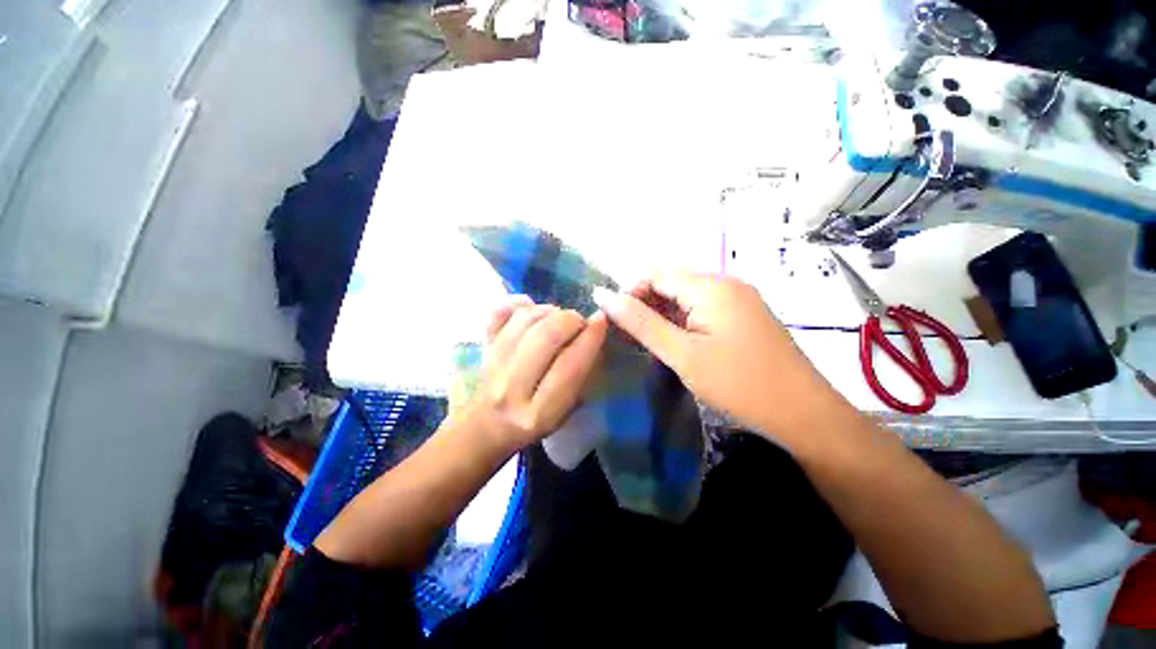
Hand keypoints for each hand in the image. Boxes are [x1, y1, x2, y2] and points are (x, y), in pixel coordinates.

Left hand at [463, 297, 607, 452]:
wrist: (486, 425)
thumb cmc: (534, 420)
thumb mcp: (566, 410)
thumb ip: (581, 375)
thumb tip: (594, 330)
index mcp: (539, 413)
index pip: (570, 366)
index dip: (590, 338)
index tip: (601, 320)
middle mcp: (512, 388)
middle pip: (547, 336)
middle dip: (570, 320)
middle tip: (578, 323)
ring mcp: (492, 365)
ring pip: (526, 319)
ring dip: (549, 311)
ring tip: (558, 319)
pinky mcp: (481, 347)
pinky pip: (500, 311)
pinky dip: (520, 304)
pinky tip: (532, 310)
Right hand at [593, 272, 851, 445]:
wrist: (803, 414)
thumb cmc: (738, 384)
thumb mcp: (682, 353)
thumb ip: (640, 323)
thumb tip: (603, 296)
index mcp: (711, 286)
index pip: (656, 273)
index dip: (631, 293)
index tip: (617, 323)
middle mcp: (725, 284)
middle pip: (672, 283)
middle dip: (646, 306)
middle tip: (629, 338)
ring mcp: (737, 300)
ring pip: (686, 298)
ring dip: (663, 316)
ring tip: (648, 344)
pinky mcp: (743, 316)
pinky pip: (703, 310)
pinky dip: (683, 323)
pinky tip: (675, 344)